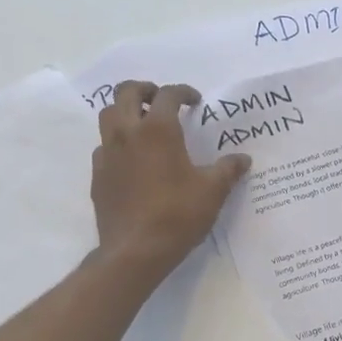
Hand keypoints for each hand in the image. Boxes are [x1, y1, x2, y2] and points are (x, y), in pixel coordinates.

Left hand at [90, 81, 248, 280]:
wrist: (135, 251)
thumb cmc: (178, 215)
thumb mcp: (213, 191)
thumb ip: (228, 170)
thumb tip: (243, 159)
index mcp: (158, 130)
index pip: (168, 95)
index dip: (183, 92)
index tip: (195, 101)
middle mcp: (128, 134)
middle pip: (126, 93)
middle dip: (145, 90)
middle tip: (161, 100)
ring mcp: (108, 154)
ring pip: (108, 116)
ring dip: (125, 111)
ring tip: (144, 124)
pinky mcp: (98, 175)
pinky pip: (104, 146)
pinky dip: (117, 142)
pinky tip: (133, 160)